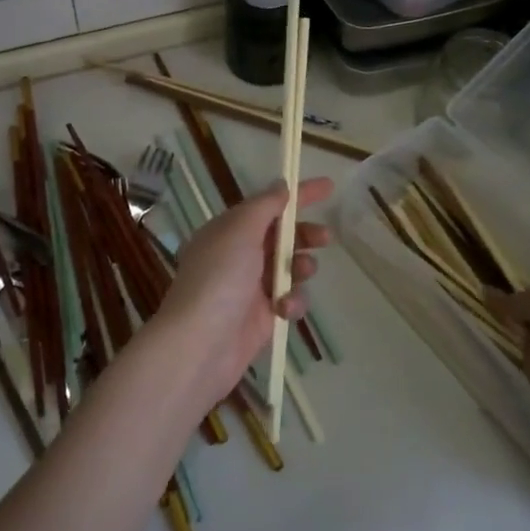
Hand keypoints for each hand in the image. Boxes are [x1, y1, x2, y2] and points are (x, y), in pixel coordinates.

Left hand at [152, 176, 333, 404]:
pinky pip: (289, 299)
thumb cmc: (219, 278)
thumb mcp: (240, 230)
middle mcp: (238, 255)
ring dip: (301, 266)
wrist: (200, 345)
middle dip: (305, 233)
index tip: (329, 187)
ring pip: (290, 267)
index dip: (298, 194)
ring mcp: (251, 287)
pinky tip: (285, 308)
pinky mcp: (263, 316)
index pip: (268, 204)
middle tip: (325, 237)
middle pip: (282, 236)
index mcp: (228, 230)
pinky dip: (293, 300)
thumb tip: (282, 185)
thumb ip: (265, 206)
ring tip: (303, 271)